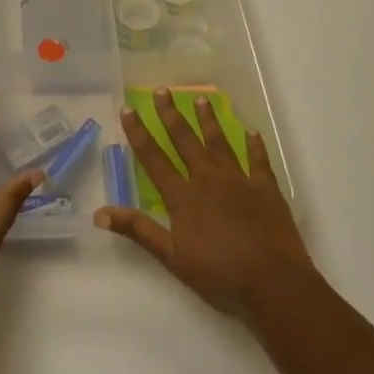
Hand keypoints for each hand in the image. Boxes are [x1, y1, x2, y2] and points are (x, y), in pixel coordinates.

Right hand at [96, 86, 314, 317]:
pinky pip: (258, 160)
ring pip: (219, 142)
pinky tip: (252, 132)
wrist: (273, 283)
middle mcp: (208, 178)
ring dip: (208, 121)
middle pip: (185, 140)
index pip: (154, 158)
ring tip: (201, 99)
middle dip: (171, 114)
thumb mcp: (172, 258)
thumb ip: (139, 231)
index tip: (128, 109)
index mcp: (183, 196)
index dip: (139, 133)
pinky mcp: (265, 187)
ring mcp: (239, 179)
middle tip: (162, 90)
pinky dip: (254, 145)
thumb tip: (100, 213)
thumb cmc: (220, 275)